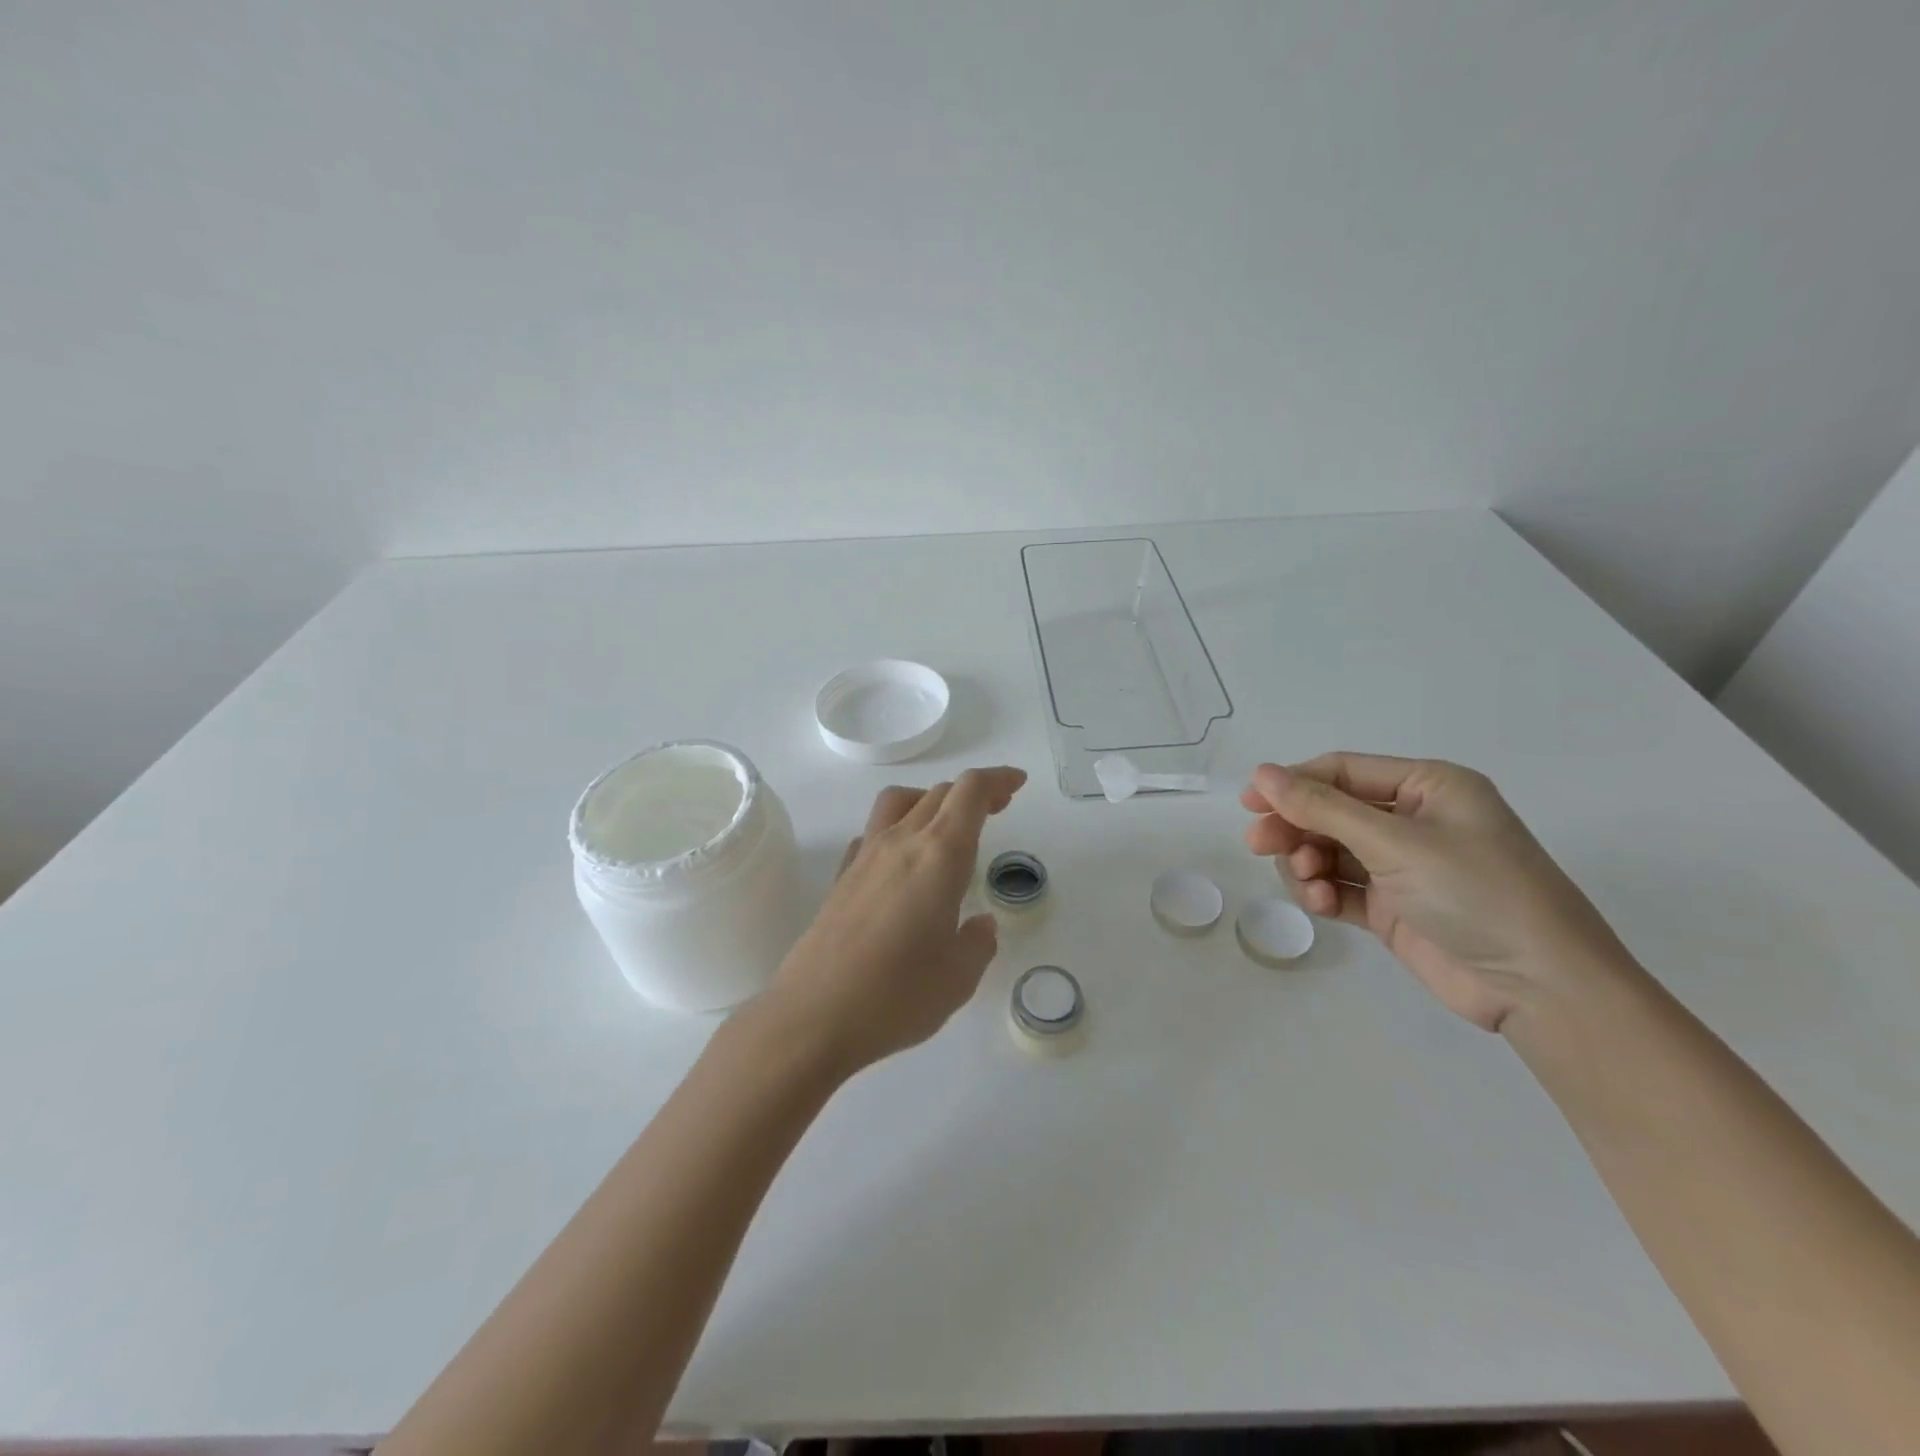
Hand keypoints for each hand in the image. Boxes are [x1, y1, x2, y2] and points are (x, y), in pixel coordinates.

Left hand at [766, 766, 1026, 1074]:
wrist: (812, 1016)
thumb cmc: (897, 996)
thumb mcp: (958, 977)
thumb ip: (977, 944)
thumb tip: (979, 925)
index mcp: (939, 856)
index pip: (970, 793)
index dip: (997, 779)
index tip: (1017, 784)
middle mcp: (901, 843)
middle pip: (939, 793)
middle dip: (973, 792)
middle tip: (998, 807)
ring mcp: (865, 857)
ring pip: (900, 802)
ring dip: (931, 800)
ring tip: (948, 826)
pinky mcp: (841, 878)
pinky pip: (873, 831)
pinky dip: (897, 828)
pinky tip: (902, 861)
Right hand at [1241, 753, 1630, 1030]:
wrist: (1541, 987)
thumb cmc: (1476, 892)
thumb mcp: (1396, 842)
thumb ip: (1323, 808)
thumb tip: (1262, 774)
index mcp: (1428, 787)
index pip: (1343, 771)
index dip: (1293, 783)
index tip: (1250, 803)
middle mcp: (1413, 821)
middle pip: (1331, 812)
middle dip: (1295, 827)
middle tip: (1258, 845)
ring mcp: (1403, 867)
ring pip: (1329, 851)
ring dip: (1308, 863)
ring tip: (1307, 882)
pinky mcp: (1393, 907)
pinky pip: (1341, 887)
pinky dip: (1324, 892)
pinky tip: (1323, 904)